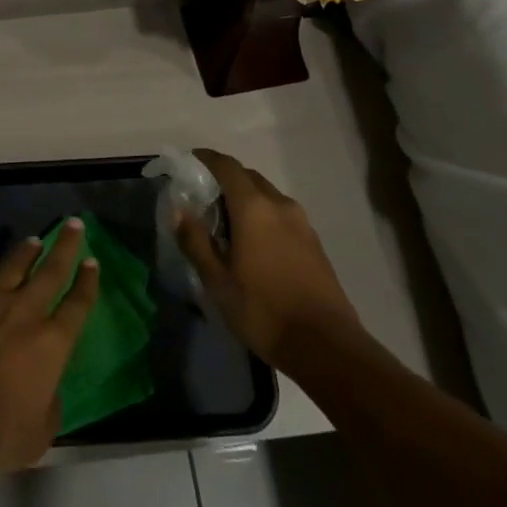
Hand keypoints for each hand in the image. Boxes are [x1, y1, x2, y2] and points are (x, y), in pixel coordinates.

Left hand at [0, 219, 100, 476]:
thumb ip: (49, 405)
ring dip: (25, 253)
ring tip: (33, 241)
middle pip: (51, 270)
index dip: (88, 282)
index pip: (78, 304)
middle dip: (65, 245)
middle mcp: (24, 311)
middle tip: (73, 224)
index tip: (93, 261)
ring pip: (12, 266)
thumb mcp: (39, 436)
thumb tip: (47, 389)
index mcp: (51, 342)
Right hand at [174, 148, 360, 372]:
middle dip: (225, 180)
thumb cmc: (264, 311)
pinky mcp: (314, 242)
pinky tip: (255, 244)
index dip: (206, 159)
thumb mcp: (218, 281)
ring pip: (267, 196)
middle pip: (248, 177)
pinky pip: (282, 215)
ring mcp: (302, 223)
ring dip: (246, 199)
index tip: (190, 162)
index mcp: (253, 207)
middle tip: (204, 199)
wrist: (327, 347)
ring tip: (228, 224)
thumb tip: (178, 210)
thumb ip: (196, 241)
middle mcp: (279, 204)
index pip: (227, 166)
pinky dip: (264, 216)